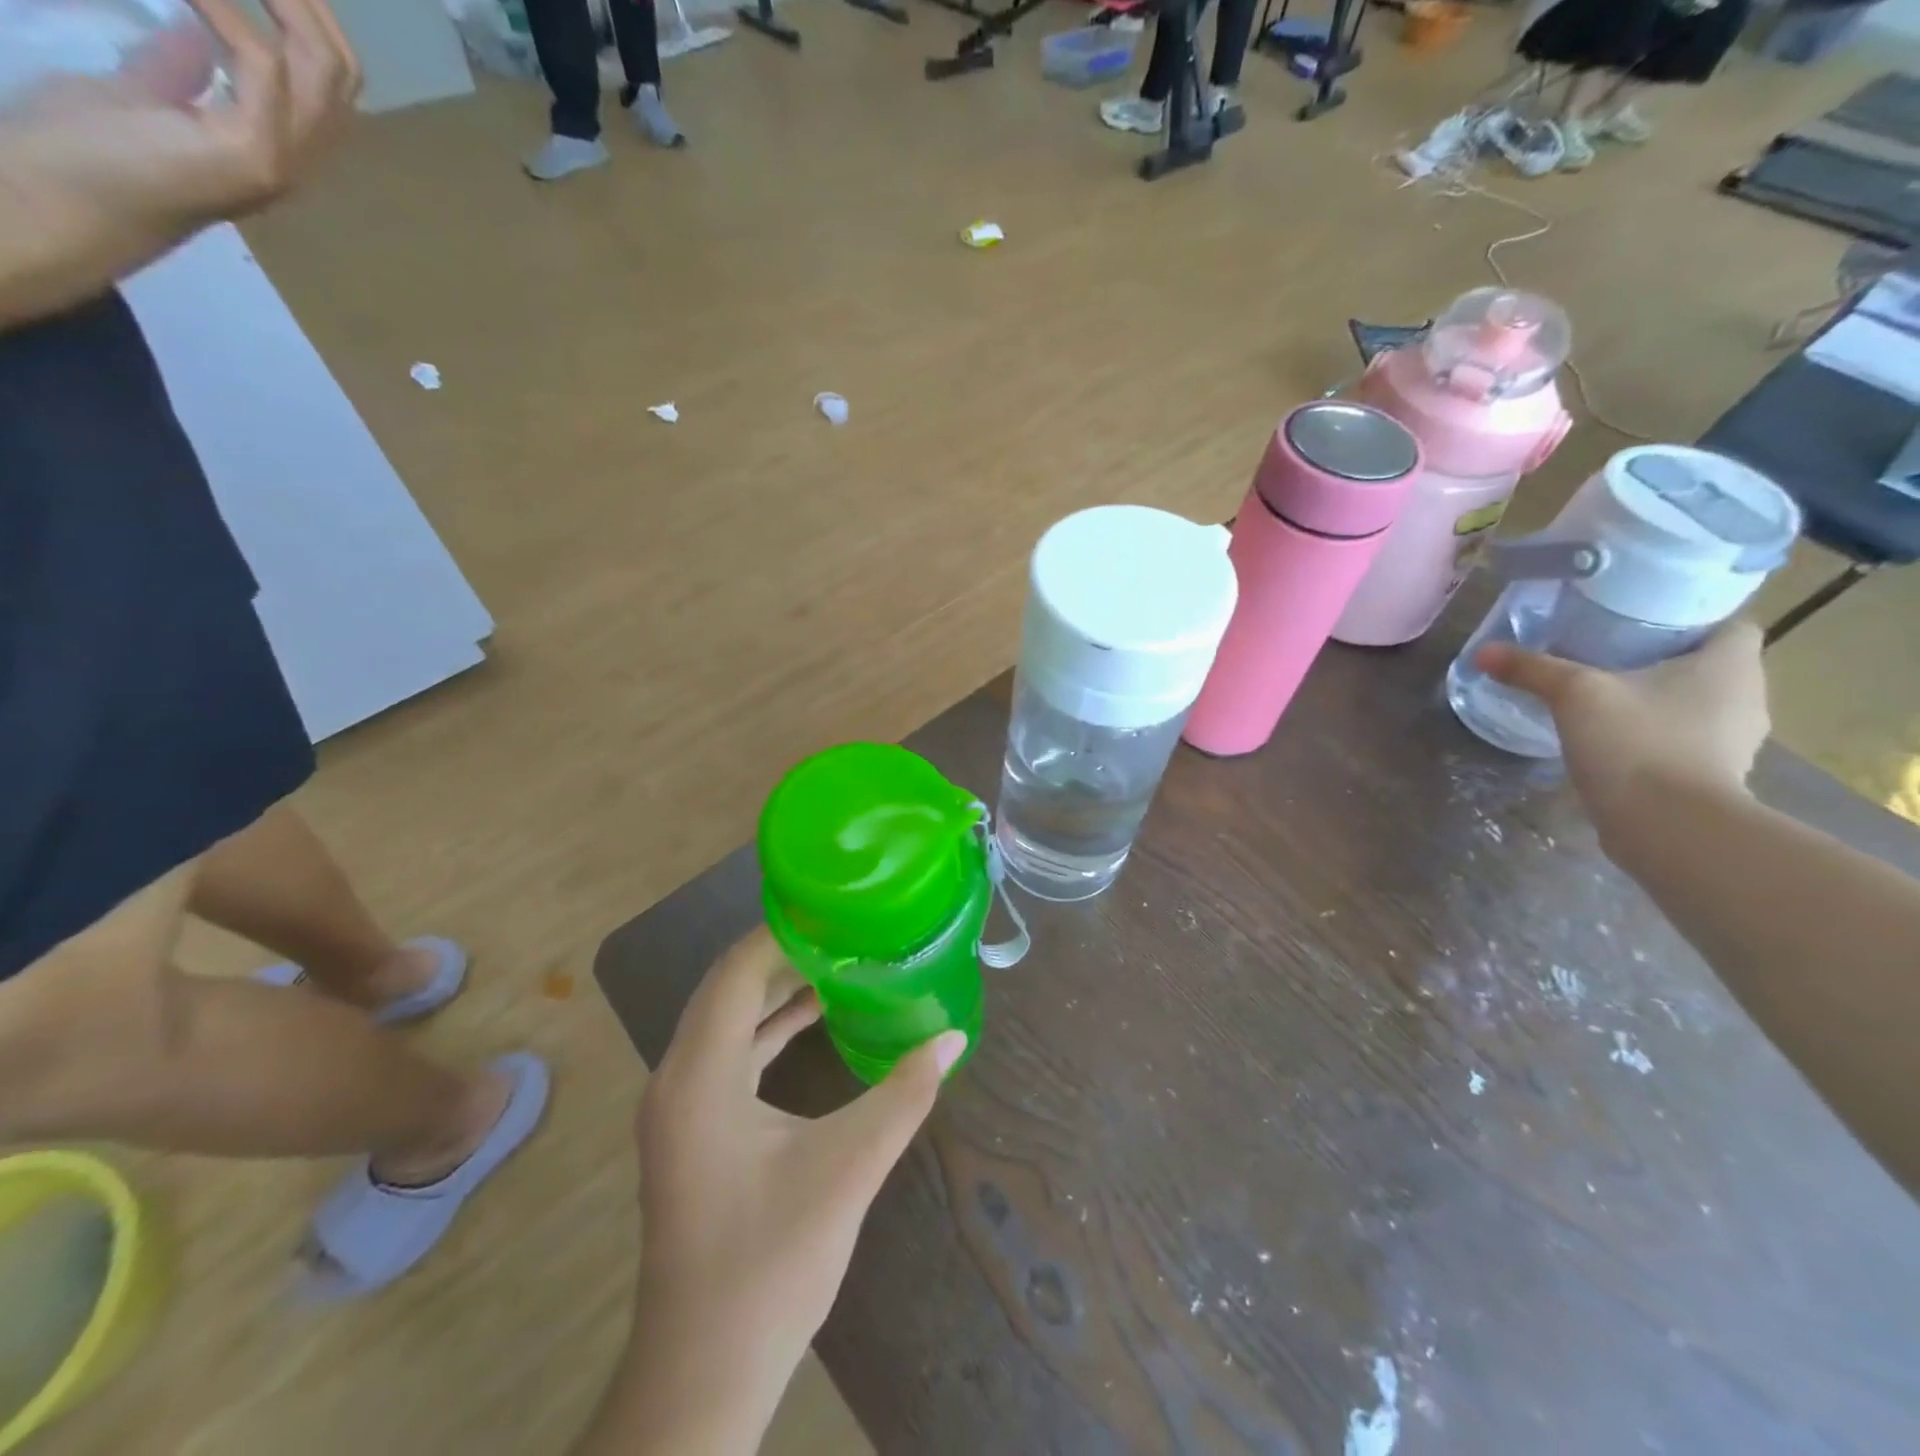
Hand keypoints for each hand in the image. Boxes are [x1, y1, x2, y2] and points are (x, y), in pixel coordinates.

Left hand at [0, 0, 360, 323]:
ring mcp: (280, 159)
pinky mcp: (252, 154)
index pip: (326, 78)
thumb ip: (179, 68)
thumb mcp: (142, 95)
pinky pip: (260, 67)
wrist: (61, 201)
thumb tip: (199, 25)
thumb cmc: (89, 153)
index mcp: (278, 141)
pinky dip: (224, 8)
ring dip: (283, 0)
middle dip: (309, 2)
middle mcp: (297, 155)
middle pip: (342, 73)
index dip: (306, 15)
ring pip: (322, 70)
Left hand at [632, 928, 965, 1412]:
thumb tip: (953, 1038)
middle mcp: (677, 1078)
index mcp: (700, 1076)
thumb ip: (903, 1095)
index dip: (782, 932)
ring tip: (838, 961)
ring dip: (777, 989)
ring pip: (726, 1019)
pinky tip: (815, 1019)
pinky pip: (729, 1053)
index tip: (835, 908)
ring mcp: (679, 1106)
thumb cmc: (771, 1263)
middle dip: (785, 953)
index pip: (736, 971)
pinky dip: (769, 1028)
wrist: (705, 1371)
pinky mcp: (692, 1129)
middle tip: (846, 928)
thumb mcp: (847, 1168)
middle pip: (727, 987)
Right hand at [1476, 619, 1770, 827]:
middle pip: (1710, 666)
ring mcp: (1734, 742)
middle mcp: (1748, 698)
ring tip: (1606, 700)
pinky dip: (1654, 738)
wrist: (1667, 826)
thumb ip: (1531, 669)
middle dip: (1665, 661)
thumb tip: (1483, 652)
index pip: (1729, 625)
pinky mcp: (1713, 777)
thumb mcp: (1574, 695)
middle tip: (1611, 658)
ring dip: (1660, 702)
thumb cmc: (1637, 743)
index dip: (1692, 620)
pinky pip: (1684, 742)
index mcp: (1732, 665)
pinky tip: (1614, 742)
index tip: (1644, 625)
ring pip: (1697, 706)